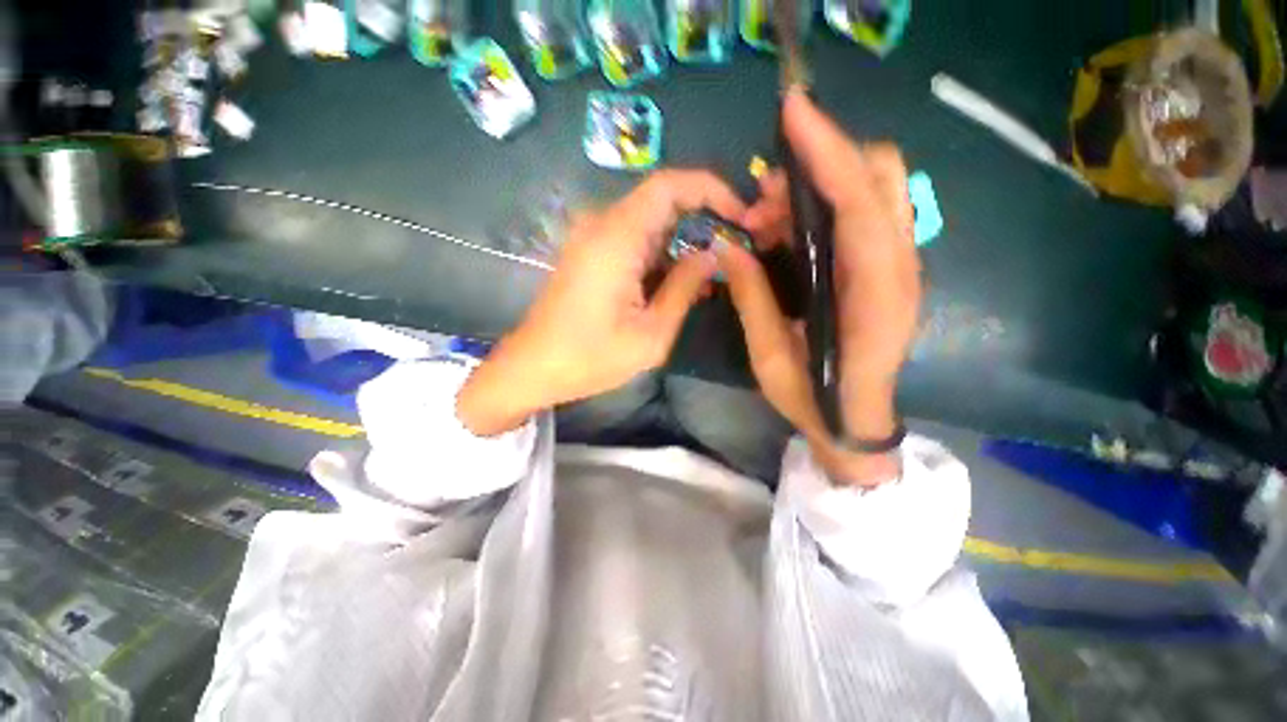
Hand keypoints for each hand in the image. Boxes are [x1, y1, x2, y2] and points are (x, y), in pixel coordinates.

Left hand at [458, 170, 745, 435]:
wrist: (534, 367)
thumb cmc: (590, 358)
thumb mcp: (651, 334)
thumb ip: (684, 287)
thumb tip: (712, 254)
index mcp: (616, 238)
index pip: (670, 185)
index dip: (711, 189)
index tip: (739, 216)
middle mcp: (601, 226)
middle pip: (662, 201)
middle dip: (702, 220)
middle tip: (731, 252)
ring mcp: (592, 238)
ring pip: (650, 222)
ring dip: (682, 243)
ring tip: (708, 278)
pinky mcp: (589, 254)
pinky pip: (633, 240)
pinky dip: (660, 255)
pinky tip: (677, 284)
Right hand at [718, 91, 921, 484]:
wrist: (855, 421)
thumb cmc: (812, 400)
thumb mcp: (770, 358)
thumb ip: (753, 299)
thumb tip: (729, 247)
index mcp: (873, 298)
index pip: (859, 205)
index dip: (828, 154)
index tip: (794, 113)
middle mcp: (898, 270)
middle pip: (880, 179)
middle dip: (819, 165)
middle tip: (761, 200)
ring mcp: (897, 266)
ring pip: (874, 189)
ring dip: (817, 186)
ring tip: (765, 220)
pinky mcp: (886, 268)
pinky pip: (864, 212)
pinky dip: (824, 206)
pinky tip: (786, 232)